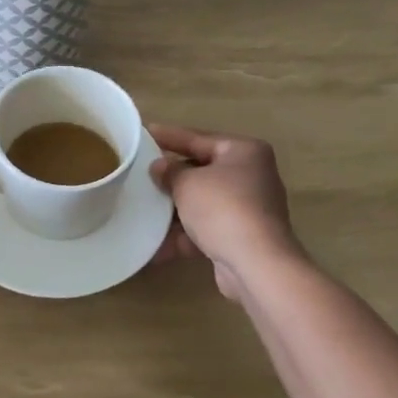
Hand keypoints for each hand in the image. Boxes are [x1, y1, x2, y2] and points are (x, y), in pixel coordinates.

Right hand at [148, 123, 302, 301]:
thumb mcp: (187, 183)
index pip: (199, 138)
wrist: (256, 264)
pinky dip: (184, 236)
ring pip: (203, 203)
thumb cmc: (222, 208)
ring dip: (174, 210)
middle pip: (203, 171)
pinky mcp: (242, 239)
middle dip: (172, 177)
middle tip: (141, 172)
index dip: (170, 136)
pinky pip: (206, 230)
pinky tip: (154, 246)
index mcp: (244, 152)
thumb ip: (170, 171)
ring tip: (142, 209)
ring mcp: (249, 210)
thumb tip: (160, 167)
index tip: (145, 133)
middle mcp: (251, 176)